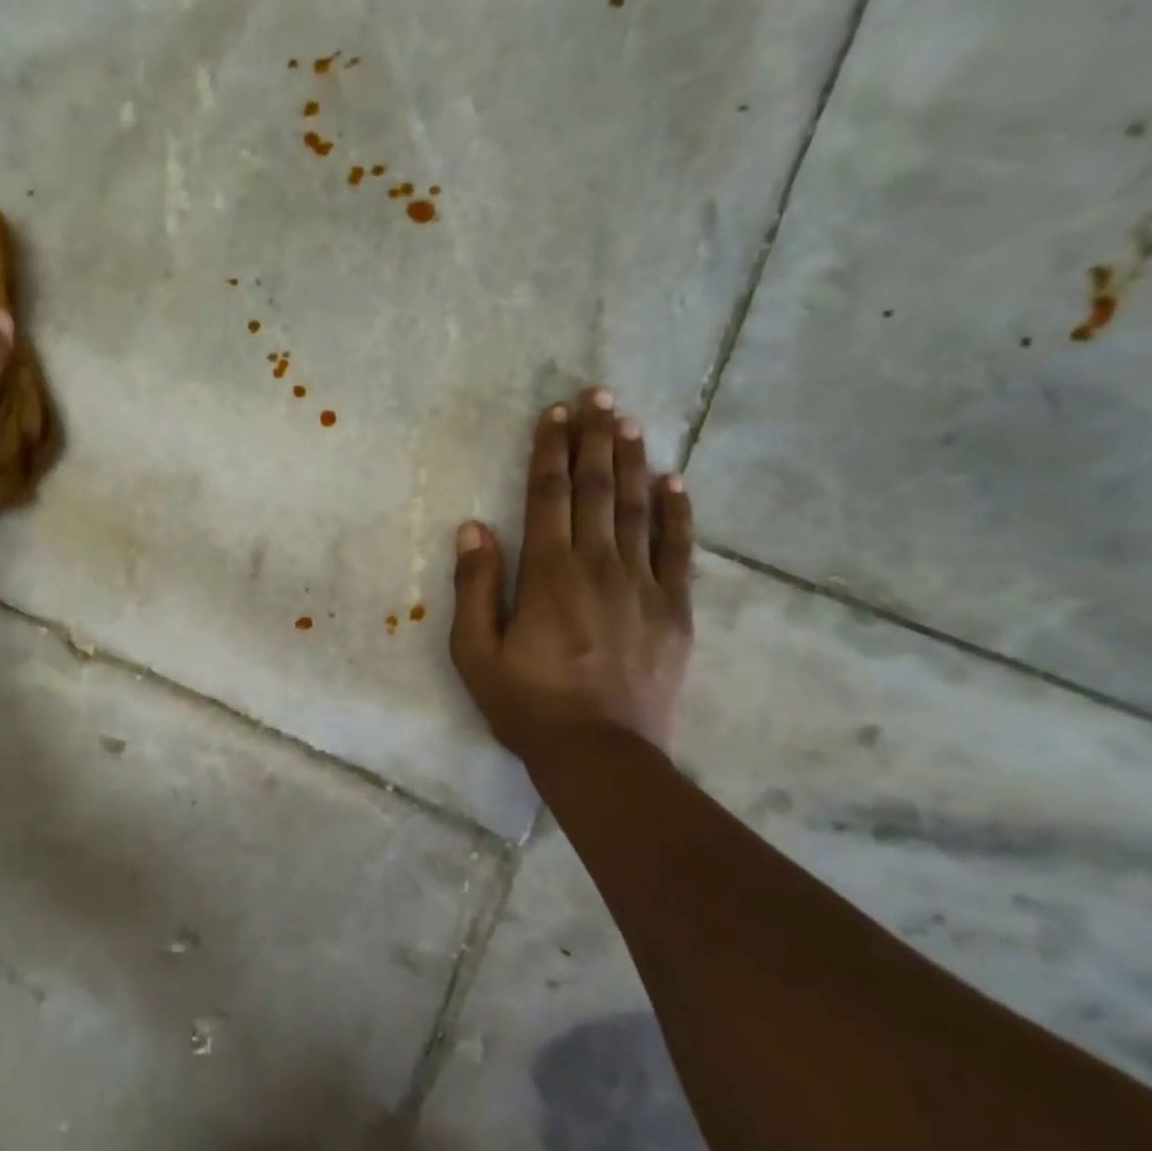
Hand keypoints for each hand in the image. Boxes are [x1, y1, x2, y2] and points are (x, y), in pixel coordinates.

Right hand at [450, 387, 693, 762]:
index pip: (548, 496)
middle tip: (598, 396)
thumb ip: (475, 586)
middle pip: (595, 490)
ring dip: (631, 462)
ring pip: (636, 509)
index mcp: (547, 573)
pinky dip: (676, 512)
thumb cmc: (526, 704)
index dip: (551, 451)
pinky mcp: (674, 610)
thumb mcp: (475, 652)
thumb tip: (474, 527)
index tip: (556, 413)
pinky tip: (673, 481)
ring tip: (630, 422)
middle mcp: (597, 565)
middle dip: (594, 440)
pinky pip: (678, 549)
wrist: (600, 754)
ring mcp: (642, 585)